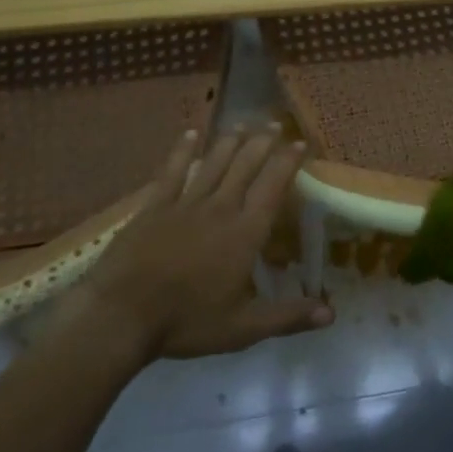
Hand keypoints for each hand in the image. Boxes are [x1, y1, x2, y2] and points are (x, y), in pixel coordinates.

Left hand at [60, 125, 333, 371]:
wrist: (120, 316)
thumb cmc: (186, 322)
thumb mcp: (243, 328)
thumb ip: (288, 316)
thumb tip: (332, 315)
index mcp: (245, 232)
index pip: (273, 187)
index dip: (288, 162)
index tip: (300, 143)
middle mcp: (220, 208)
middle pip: (245, 166)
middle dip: (263, 142)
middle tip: (274, 124)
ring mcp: (185, 204)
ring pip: (213, 163)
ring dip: (230, 141)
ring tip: (243, 124)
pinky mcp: (154, 207)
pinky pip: (172, 172)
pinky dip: (182, 151)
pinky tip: (190, 134)